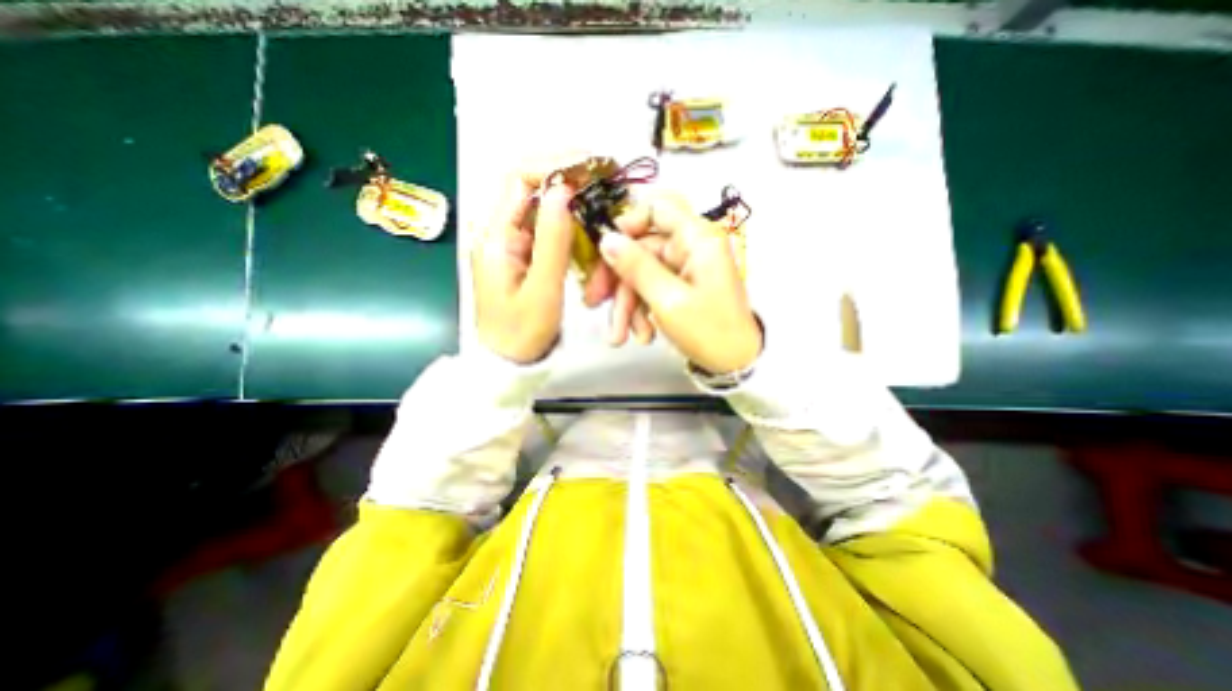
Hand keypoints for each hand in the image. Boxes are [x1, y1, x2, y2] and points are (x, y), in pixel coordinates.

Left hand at [469, 159, 612, 363]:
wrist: (507, 360)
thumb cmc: (523, 332)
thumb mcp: (542, 289)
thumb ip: (552, 239)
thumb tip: (562, 188)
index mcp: (495, 235)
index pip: (518, 178)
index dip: (554, 164)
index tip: (590, 165)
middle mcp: (498, 230)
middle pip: (530, 185)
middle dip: (566, 176)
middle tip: (602, 178)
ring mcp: (509, 241)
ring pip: (540, 205)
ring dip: (569, 198)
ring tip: (600, 195)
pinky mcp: (521, 253)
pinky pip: (545, 227)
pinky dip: (568, 221)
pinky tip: (587, 222)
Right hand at [601, 190, 760, 375]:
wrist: (736, 364)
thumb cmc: (709, 331)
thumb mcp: (668, 301)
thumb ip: (636, 267)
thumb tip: (606, 239)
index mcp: (696, 239)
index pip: (656, 209)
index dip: (627, 223)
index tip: (604, 248)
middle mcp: (690, 247)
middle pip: (641, 248)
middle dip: (618, 280)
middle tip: (594, 303)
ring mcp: (684, 269)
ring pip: (641, 274)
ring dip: (627, 305)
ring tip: (620, 337)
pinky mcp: (680, 287)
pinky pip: (651, 289)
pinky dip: (641, 311)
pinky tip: (643, 336)